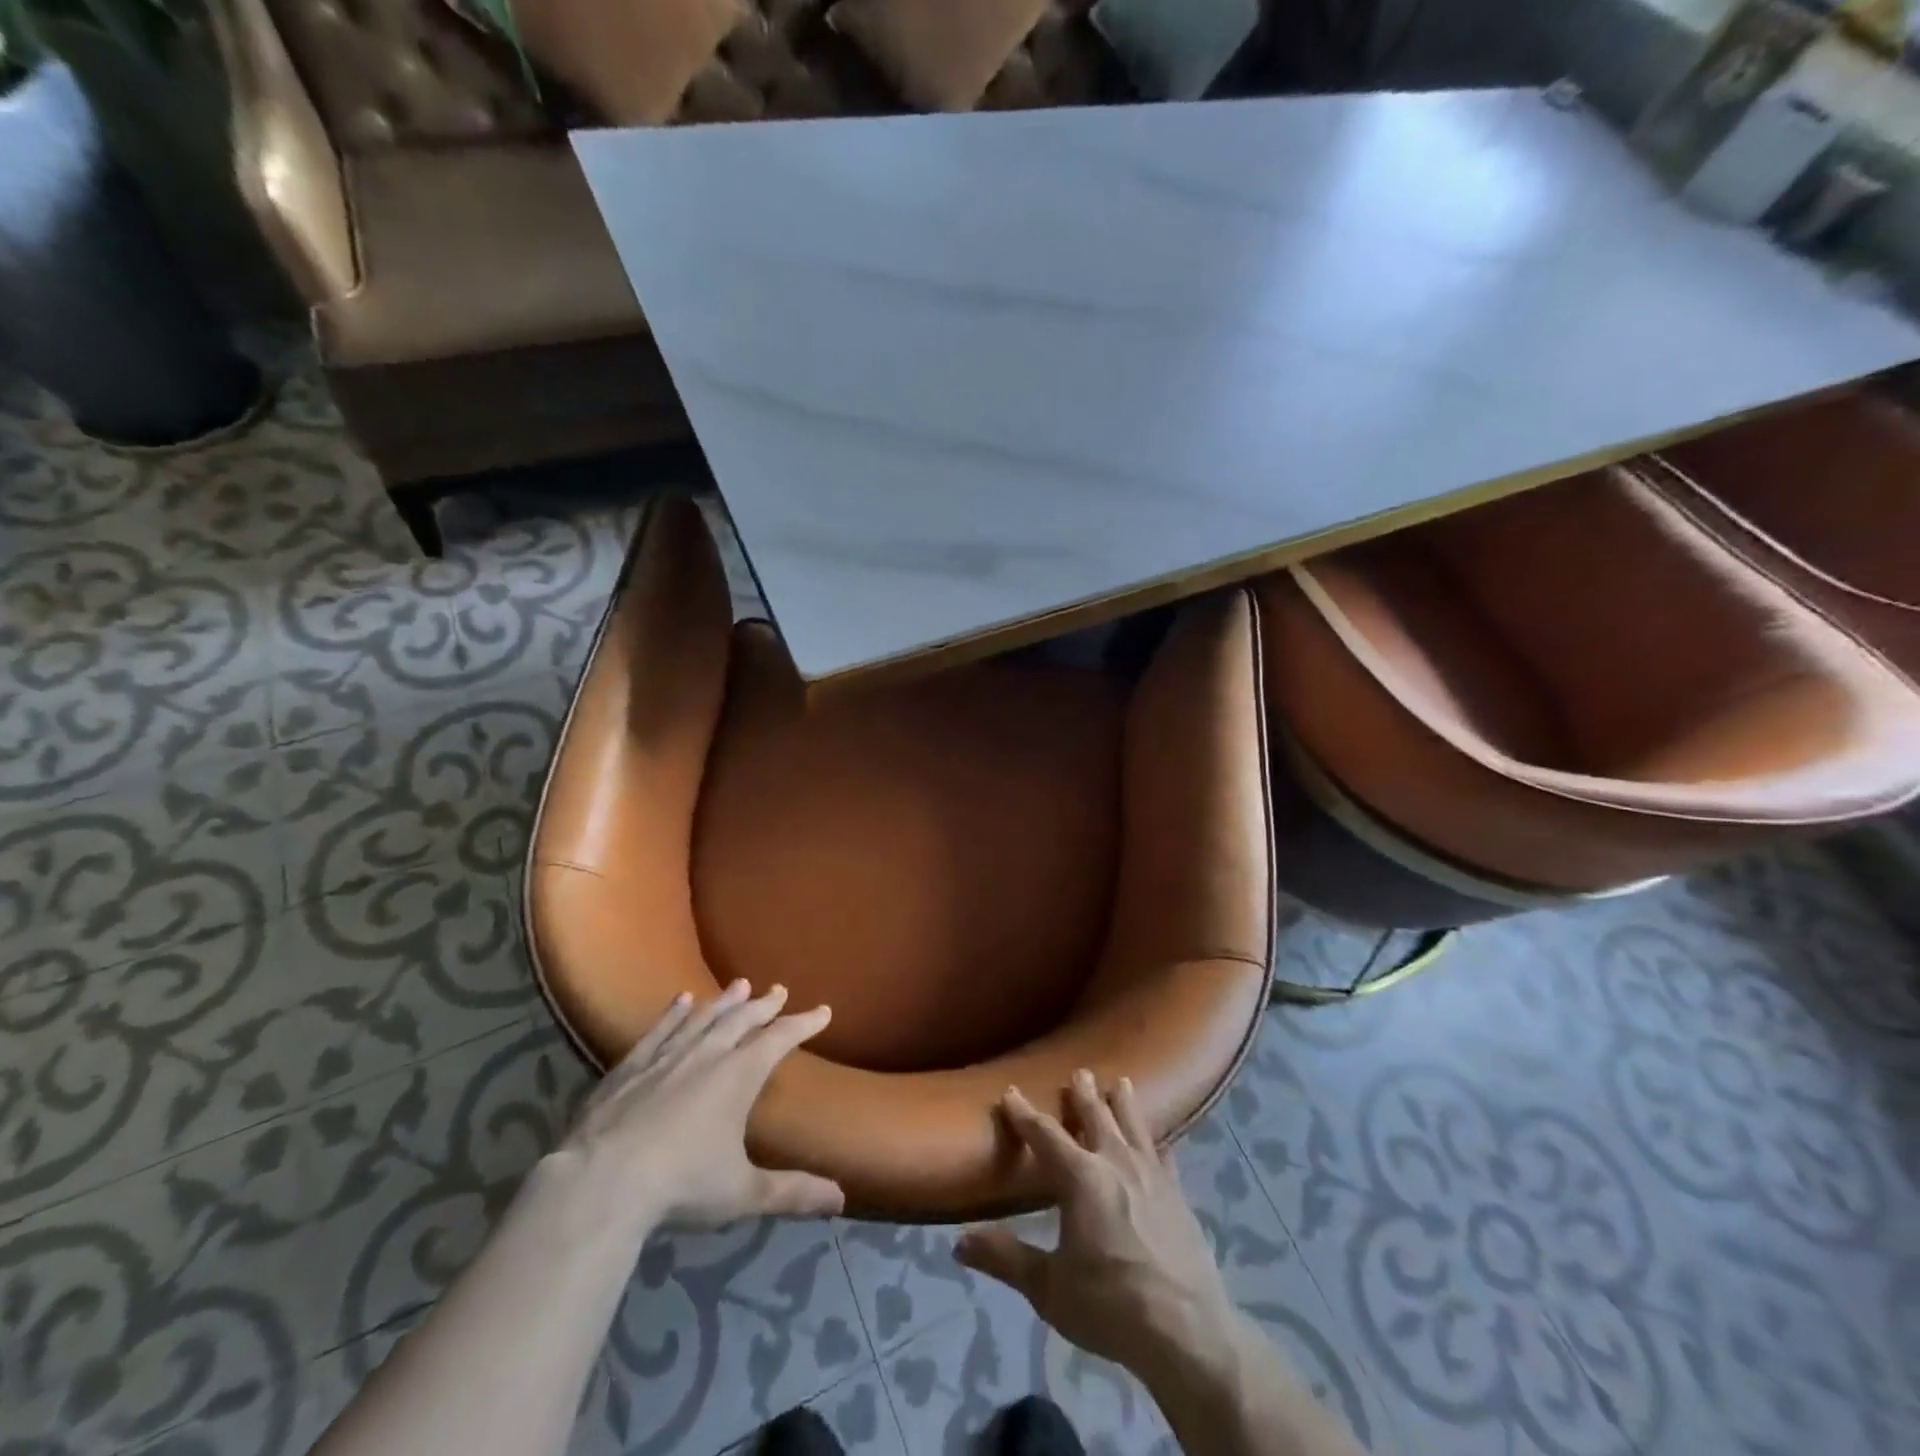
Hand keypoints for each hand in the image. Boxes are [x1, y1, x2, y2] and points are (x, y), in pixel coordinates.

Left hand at [554, 981, 843, 1229]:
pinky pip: (658, 1030)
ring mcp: (666, 1057)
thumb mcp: (743, 1193)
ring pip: (703, 1018)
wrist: (601, 1182)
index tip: (823, 1010)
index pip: (780, 1039)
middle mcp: (707, 1054)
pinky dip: (673, 1014)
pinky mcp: (629, 1067)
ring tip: (740, 985)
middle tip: (779, 990)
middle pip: (742, 1020)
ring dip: (724, 1001)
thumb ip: (792, 1192)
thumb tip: (842, 1199)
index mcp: (739, 1075)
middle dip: (764, 1005)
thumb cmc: (681, 1185)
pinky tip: (681, 1000)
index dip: (804, 1023)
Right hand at [956, 1071, 1238, 1383]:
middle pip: (1097, 1117)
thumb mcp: (1049, 1288)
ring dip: (1124, 1104)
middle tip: (1079, 1072)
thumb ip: (1006, 1259)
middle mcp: (1116, 1163)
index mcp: (1081, 1177)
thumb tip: (959, 1242)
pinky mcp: (1179, 1196)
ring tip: (1121, 1083)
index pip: (1045, 1135)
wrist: (1187, 1332)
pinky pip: (1165, 1158)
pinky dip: (1158, 1144)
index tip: (1011, 1092)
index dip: (1024, 1113)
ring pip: (1134, 1126)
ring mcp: (1153, 1176)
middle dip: (1083, 1095)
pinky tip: (1161, 1144)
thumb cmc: (1111, 1305)